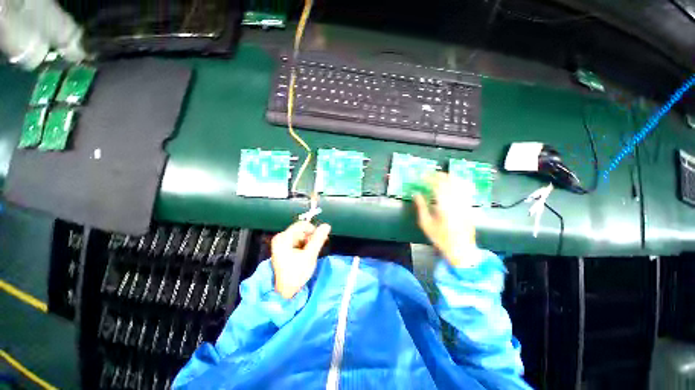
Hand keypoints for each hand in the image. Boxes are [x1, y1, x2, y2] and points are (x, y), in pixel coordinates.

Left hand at [271, 221, 330, 298]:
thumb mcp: (310, 255)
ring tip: (312, 252)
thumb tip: (327, 225)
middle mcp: (281, 237)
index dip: (313, 230)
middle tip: (318, 247)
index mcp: (283, 238)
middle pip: (301, 230)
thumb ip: (318, 239)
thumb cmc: (296, 273)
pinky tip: (307, 253)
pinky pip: (297, 241)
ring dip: (309, 241)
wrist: (285, 291)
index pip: (302, 225)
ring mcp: (281, 243)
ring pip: (300, 235)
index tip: (322, 238)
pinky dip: (304, 245)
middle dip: (311, 237)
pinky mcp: (283, 248)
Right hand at [413, 173, 476, 267]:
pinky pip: (464, 190)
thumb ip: (421, 207)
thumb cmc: (441, 237)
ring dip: (449, 177)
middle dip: (439, 175)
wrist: (461, 248)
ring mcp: (465, 203)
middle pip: (449, 181)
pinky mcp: (469, 206)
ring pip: (459, 183)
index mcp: (444, 205)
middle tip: (430, 174)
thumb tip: (416, 194)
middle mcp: (456, 201)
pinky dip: (458, 183)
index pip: (437, 185)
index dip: (429, 178)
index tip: (422, 176)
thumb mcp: (426, 224)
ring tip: (440, 176)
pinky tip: (453, 183)